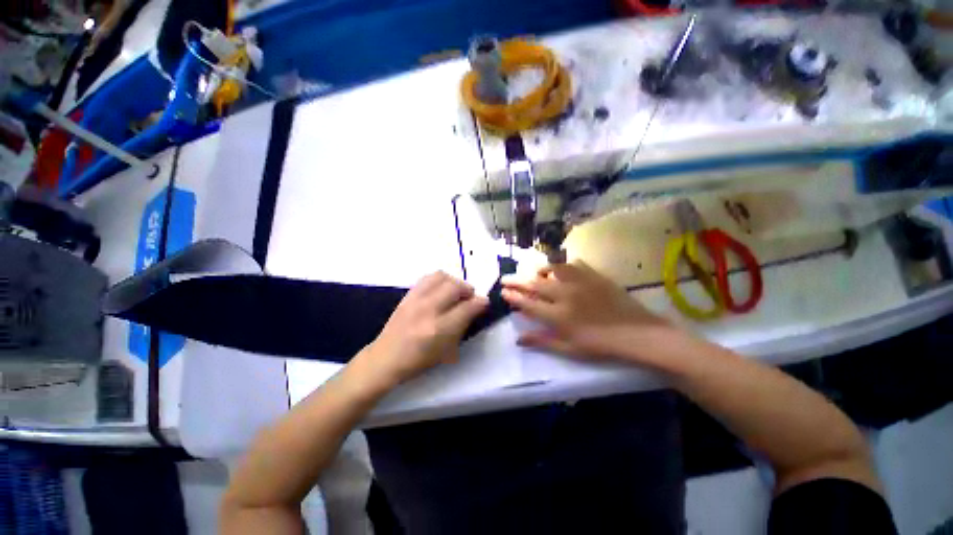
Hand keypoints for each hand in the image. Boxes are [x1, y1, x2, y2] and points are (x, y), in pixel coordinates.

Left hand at [355, 272, 488, 388]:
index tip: (485, 302)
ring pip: (441, 276)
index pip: (468, 307)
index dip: (481, 302)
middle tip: (470, 297)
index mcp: (440, 329)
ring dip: (454, 282)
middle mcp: (428, 309)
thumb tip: (475, 309)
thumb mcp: (448, 351)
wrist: (386, 358)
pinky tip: (441, 290)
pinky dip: (440, 280)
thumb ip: (463, 327)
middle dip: (468, 289)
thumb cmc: (419, 361)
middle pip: (455, 286)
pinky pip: (427, 277)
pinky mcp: (407, 295)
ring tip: (455, 292)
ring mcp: (415, 300)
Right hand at [501, 261, 673, 363]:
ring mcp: (580, 282)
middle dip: (516, 280)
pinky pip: (573, 264)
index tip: (503, 291)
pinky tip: (560, 270)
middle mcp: (565, 295)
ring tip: (532, 272)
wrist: (639, 334)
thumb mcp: (570, 349)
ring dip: (538, 269)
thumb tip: (519, 338)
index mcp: (559, 316)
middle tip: (505, 278)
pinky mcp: (594, 275)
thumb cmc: (602, 346)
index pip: (528, 304)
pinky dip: (562, 265)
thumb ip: (542, 341)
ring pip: (552, 268)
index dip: (513, 297)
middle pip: (534, 284)